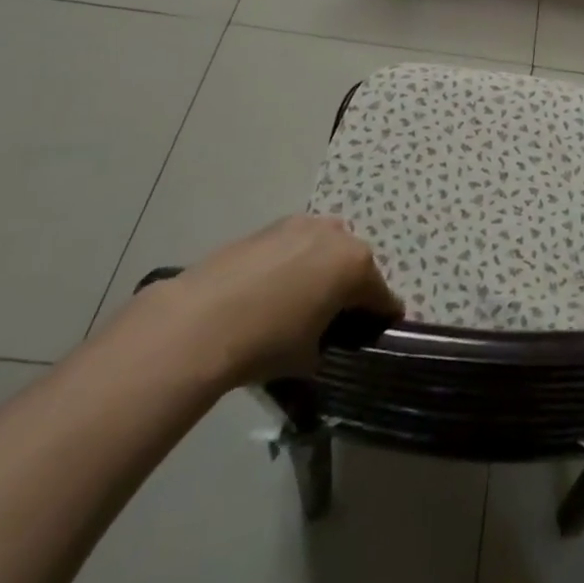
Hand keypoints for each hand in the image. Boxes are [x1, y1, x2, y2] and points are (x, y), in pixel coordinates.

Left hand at [153, 216, 401, 388]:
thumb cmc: (268, 341)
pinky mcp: (270, 226)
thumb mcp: (310, 358)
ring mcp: (302, 224)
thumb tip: (321, 341)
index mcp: (356, 265)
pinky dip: (292, 263)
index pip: (382, 295)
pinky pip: (294, 245)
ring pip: (324, 248)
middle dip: (350, 288)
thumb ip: (329, 343)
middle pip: (354, 264)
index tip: (378, 333)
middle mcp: (337, 235)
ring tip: (299, 301)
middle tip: (334, 318)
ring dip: (321, 269)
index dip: (382, 317)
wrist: (201, 320)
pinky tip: (270, 291)